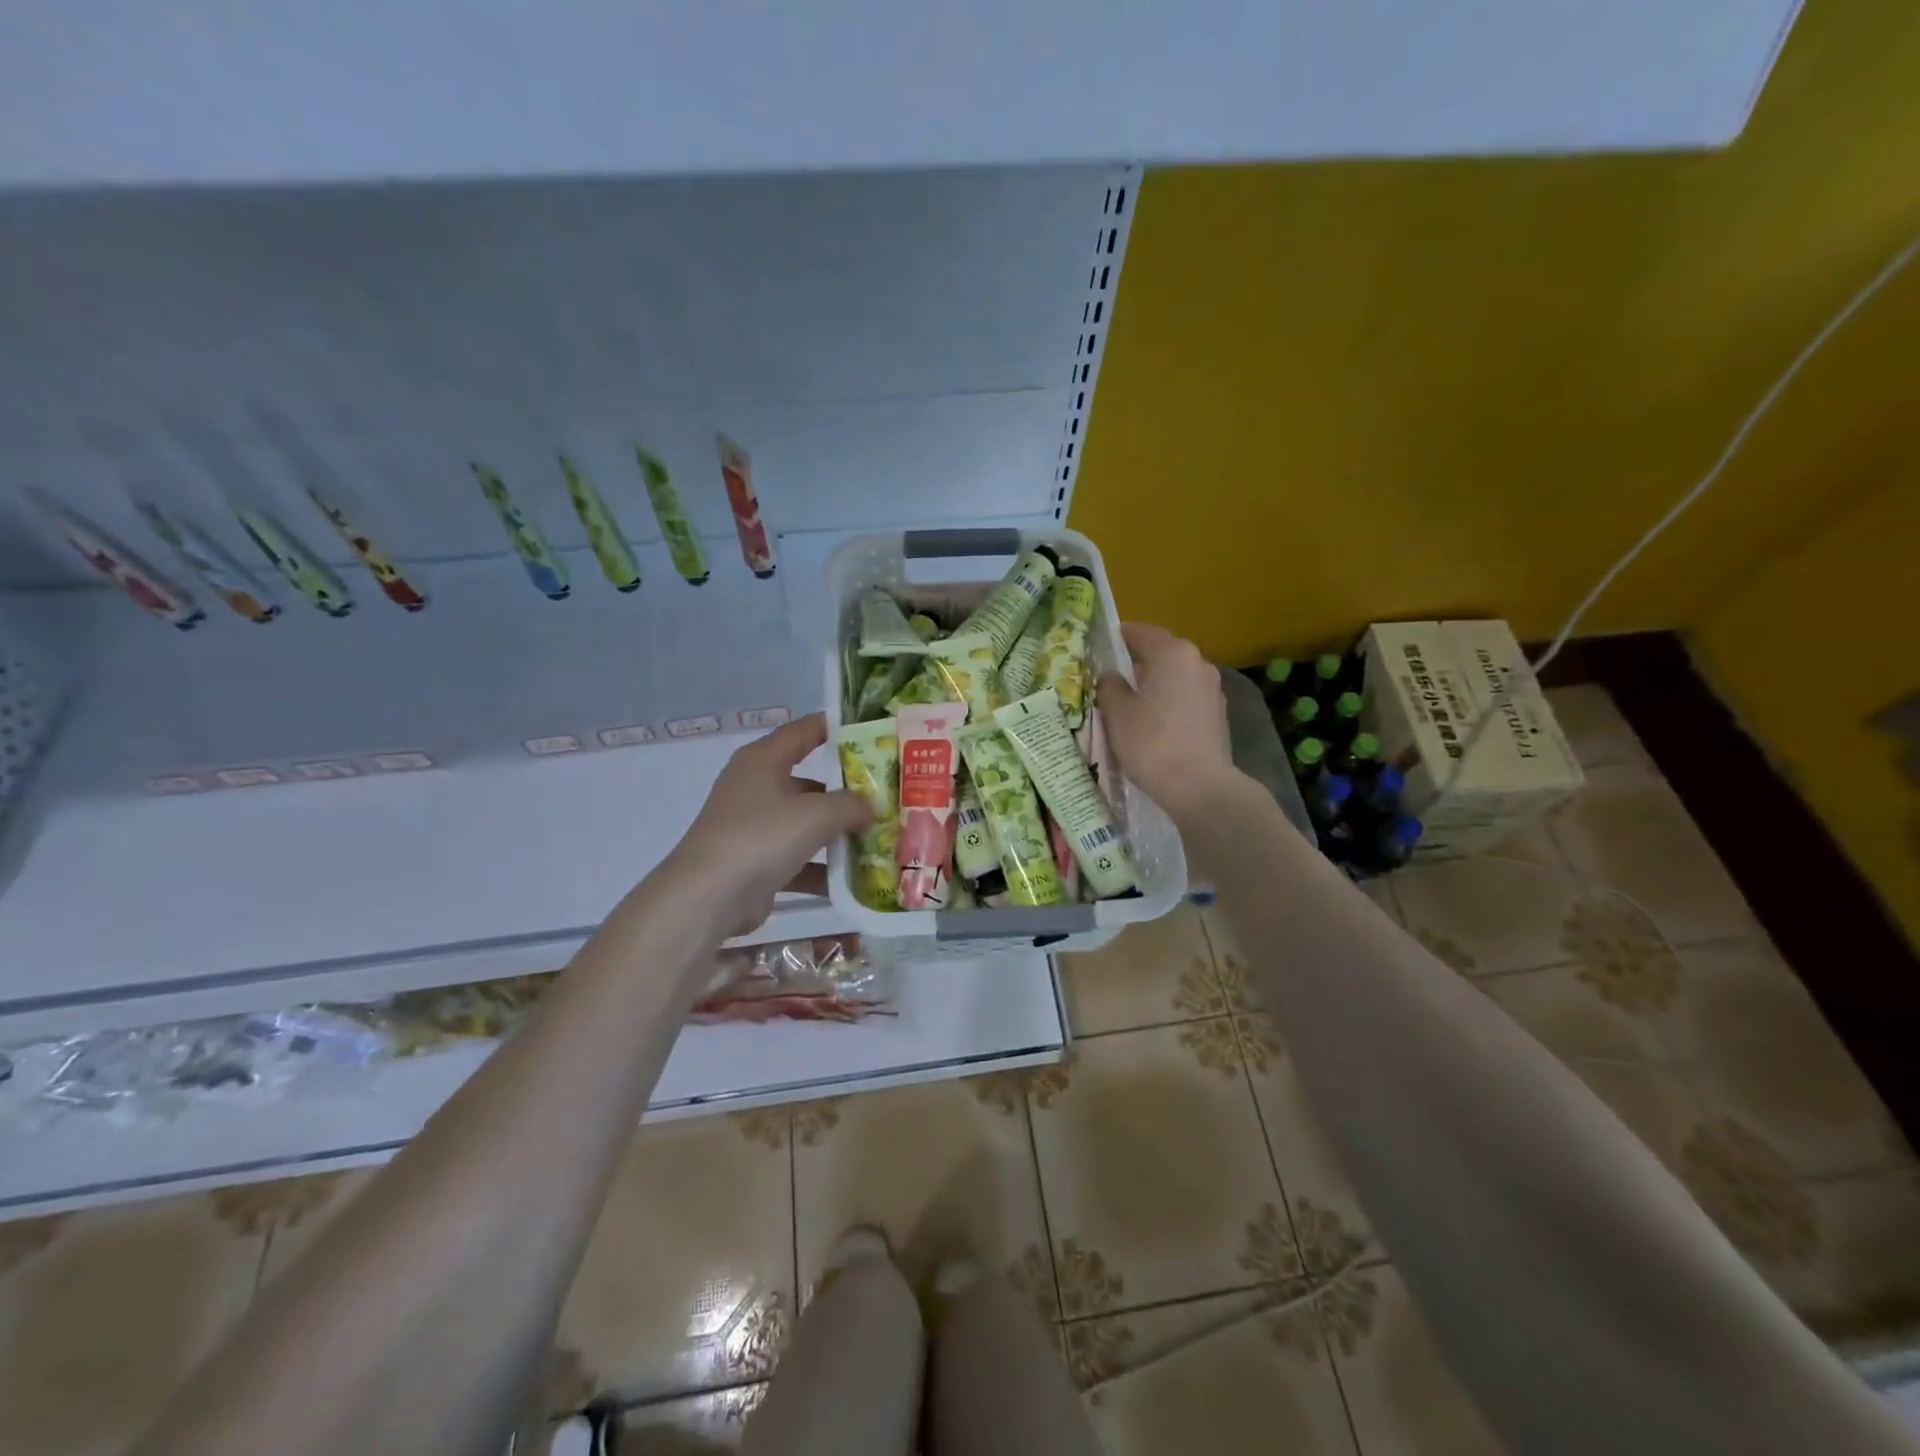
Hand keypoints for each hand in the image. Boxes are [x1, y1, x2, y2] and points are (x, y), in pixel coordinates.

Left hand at [660, 713, 872, 938]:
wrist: (707, 898)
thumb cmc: (760, 837)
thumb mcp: (815, 815)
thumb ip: (851, 805)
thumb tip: (871, 806)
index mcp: (763, 761)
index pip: (805, 731)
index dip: (837, 728)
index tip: (873, 731)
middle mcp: (756, 787)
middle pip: (810, 782)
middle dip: (847, 791)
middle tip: (887, 795)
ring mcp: (754, 827)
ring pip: (805, 823)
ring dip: (838, 834)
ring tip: (879, 839)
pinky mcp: (755, 863)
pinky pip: (798, 860)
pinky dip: (822, 869)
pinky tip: (855, 881)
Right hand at [1097, 623, 1241, 824]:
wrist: (1199, 787)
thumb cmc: (1151, 742)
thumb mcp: (1117, 713)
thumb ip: (1110, 686)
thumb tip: (1112, 676)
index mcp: (1172, 653)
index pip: (1141, 633)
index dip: (1119, 636)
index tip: (1101, 643)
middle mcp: (1197, 662)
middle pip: (1162, 653)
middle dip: (1137, 661)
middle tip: (1112, 675)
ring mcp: (1212, 689)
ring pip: (1176, 676)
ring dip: (1155, 683)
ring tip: (1131, 701)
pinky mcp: (1218, 714)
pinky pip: (1186, 697)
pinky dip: (1169, 701)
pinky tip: (1154, 721)